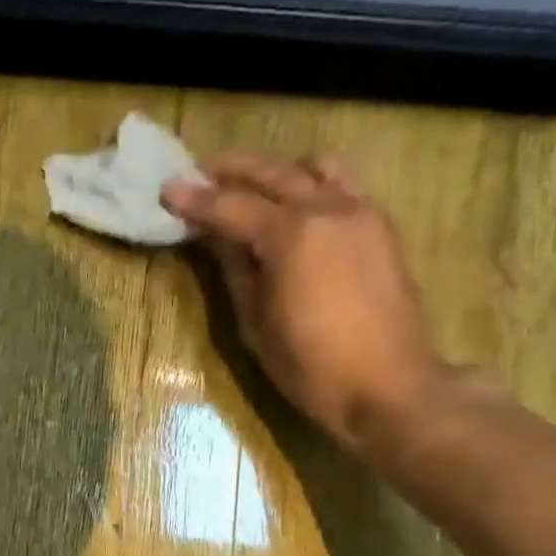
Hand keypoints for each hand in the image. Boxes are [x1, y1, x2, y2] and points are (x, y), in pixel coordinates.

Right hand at [163, 153, 445, 456]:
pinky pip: (343, 187)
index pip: (231, 206)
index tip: (166, 189)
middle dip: (232, 170)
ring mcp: (361, 213)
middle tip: (200, 173)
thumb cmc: (312, 367)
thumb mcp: (257, 325)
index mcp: (292, 235)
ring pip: (315, 168)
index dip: (195, 200)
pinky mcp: (382, 228)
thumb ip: (236, 271)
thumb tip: (217, 238)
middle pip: (273, 173)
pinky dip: (313, 186)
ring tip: (254, 188)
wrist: (389, 387)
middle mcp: (328, 209)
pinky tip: (297, 211)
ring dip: (279, 171)